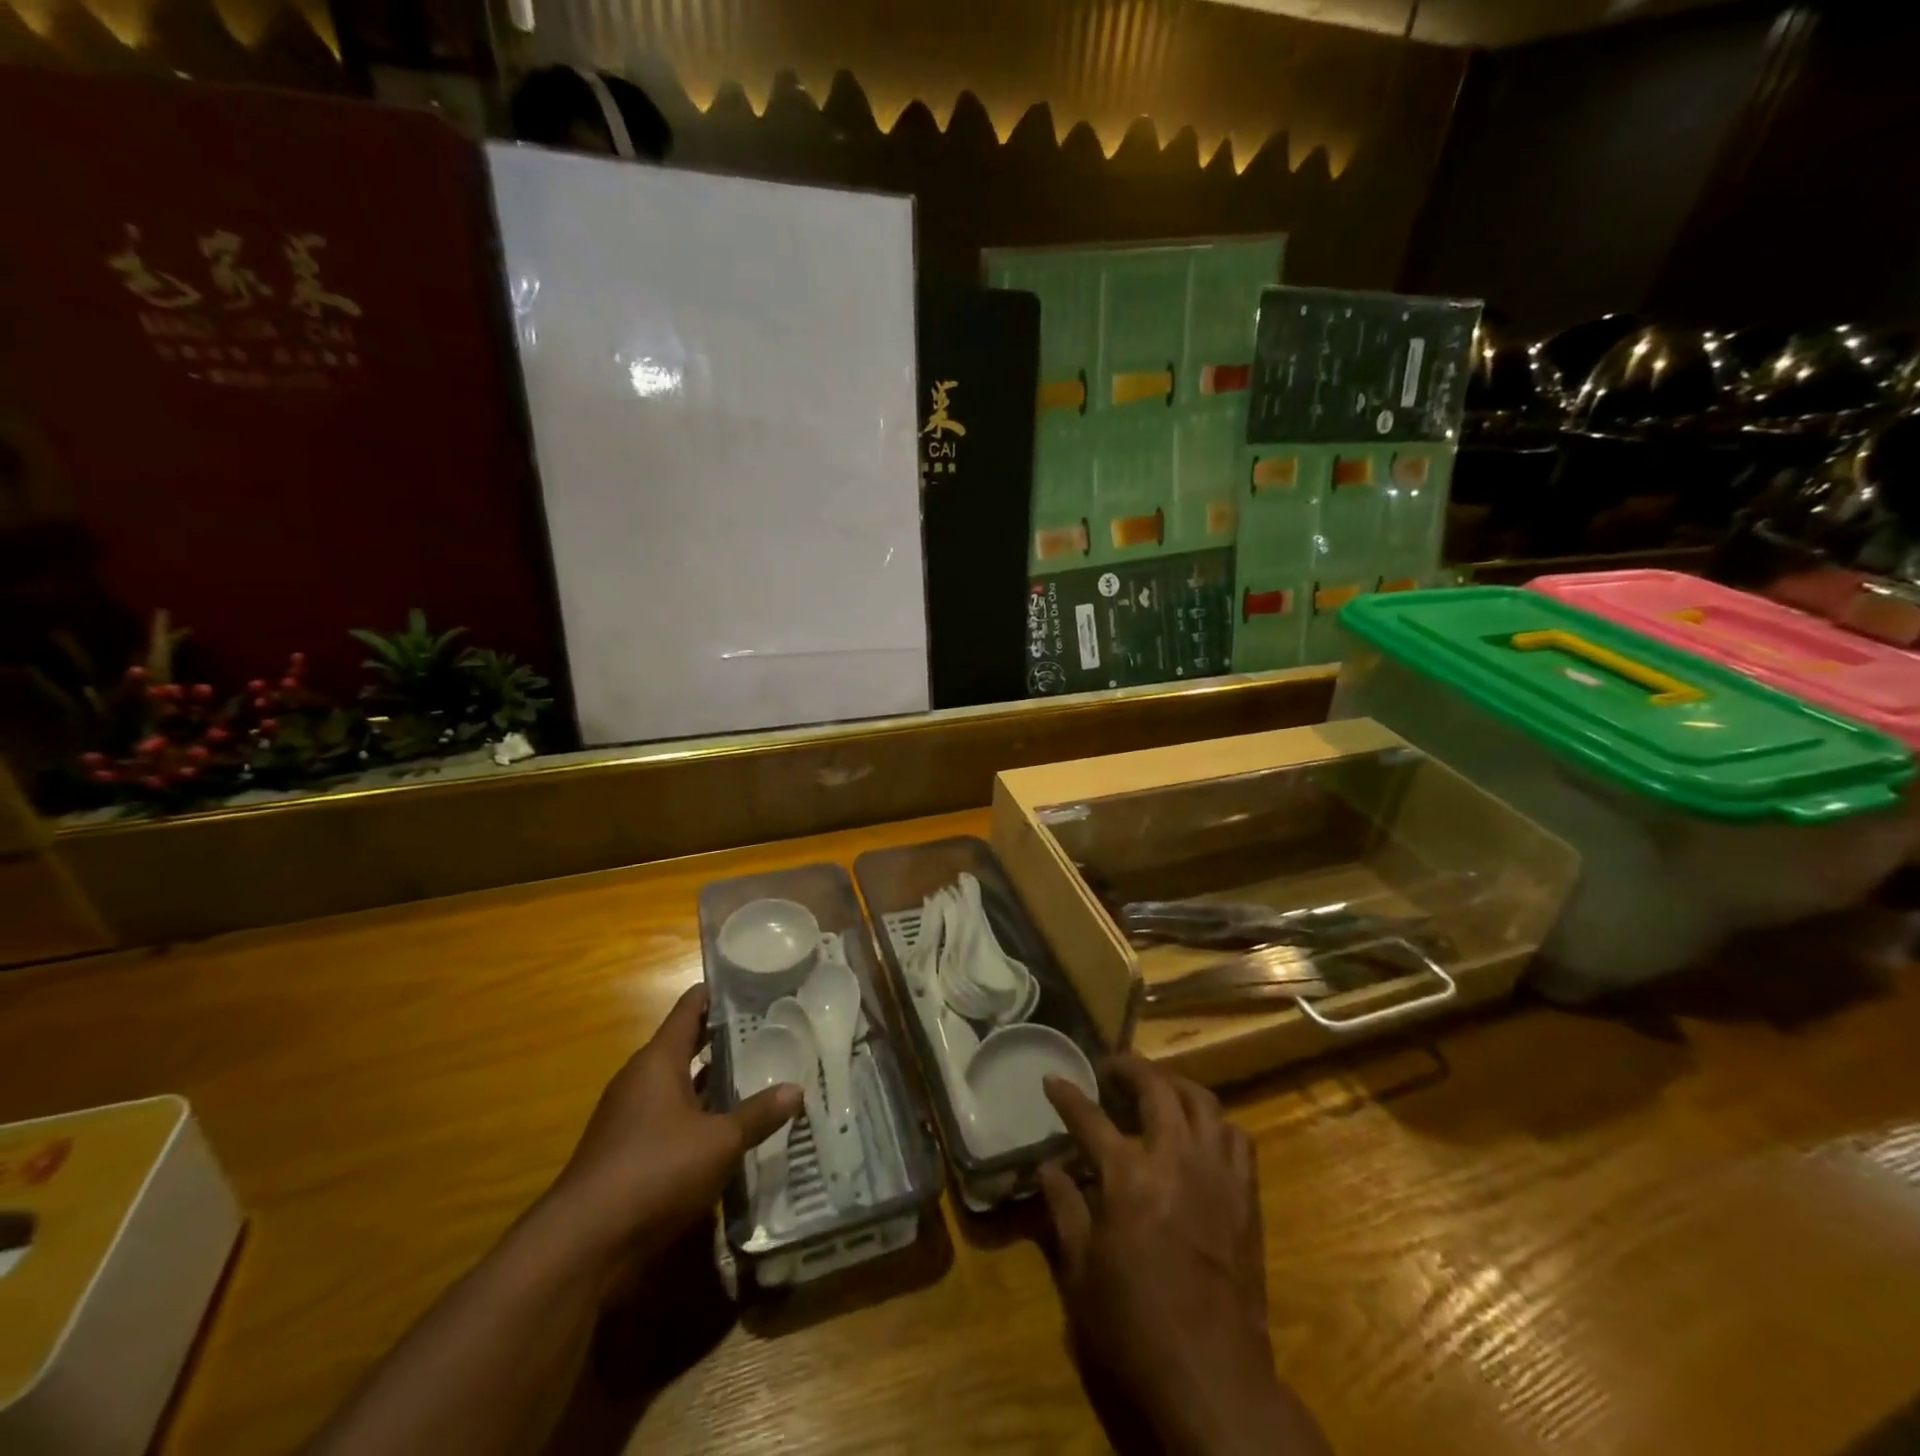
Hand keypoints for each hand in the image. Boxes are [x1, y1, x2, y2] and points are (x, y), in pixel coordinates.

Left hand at [545, 985, 800, 1266]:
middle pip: (684, 1045)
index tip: (751, 983)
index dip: (718, 993)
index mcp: (658, 1061)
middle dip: (722, 1038)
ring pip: (678, 1084)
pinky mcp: (626, 1152)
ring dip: (711, 1080)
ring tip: (756, 1072)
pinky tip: (727, 1127)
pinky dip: (697, 1115)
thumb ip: (758, 1114)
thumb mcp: (719, 1142)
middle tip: (767, 1028)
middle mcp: (640, 1079)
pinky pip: (669, 1118)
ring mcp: (629, 1117)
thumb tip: (797, 1090)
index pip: (689, 1009)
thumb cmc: (654, 1171)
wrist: (582, 1245)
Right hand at [1038, 1056, 1331, 1455]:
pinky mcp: (1245, 1196)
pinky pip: (1236, 1138)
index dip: (1066, 1095)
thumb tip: (1047, 1168)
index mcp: (1128, 1176)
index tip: (1052, 1078)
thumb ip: (1064, 1209)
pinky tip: (1201, 1134)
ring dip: (1175, 1086)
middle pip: (1155, 1087)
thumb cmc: (1135, 1327)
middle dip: (1129, 1067)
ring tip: (1158, 1089)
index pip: (1088, 1117)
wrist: (1213, 1377)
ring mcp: (1216, 1173)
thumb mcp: (1081, 1272)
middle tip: (1111, 1069)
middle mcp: (1174, 1158)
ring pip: (1202, 1101)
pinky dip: (1215, 1123)